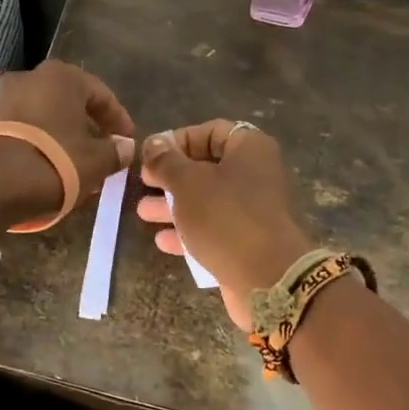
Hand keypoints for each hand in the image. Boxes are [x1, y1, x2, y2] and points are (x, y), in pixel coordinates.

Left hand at [0, 60, 135, 221]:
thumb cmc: (54, 163)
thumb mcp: (95, 161)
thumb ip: (115, 151)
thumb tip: (125, 147)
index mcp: (61, 77)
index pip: (100, 94)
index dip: (118, 119)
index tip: (126, 140)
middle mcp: (29, 77)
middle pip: (68, 101)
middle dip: (86, 125)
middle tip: (101, 150)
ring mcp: (0, 97)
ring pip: (43, 114)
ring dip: (60, 133)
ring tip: (73, 161)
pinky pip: (21, 128)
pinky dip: (37, 141)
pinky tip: (45, 164)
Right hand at [137, 120, 314, 329]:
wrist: (266, 278)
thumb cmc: (224, 217)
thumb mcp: (187, 183)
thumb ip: (166, 161)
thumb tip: (153, 143)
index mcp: (250, 149)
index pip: (211, 131)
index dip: (178, 140)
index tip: (150, 155)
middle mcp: (256, 174)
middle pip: (207, 167)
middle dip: (171, 176)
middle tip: (142, 183)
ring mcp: (253, 211)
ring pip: (207, 200)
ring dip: (174, 205)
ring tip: (142, 212)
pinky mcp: (248, 242)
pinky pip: (214, 229)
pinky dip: (189, 232)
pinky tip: (162, 241)